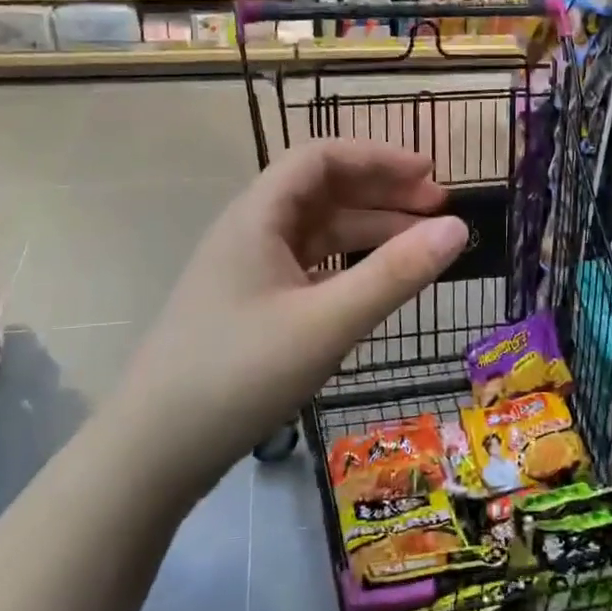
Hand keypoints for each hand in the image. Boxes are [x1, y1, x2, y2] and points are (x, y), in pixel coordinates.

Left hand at [122, 140, 468, 488]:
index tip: (430, 176)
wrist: (153, 452)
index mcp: (258, 216)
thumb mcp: (326, 323)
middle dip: (383, 194)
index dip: (379, 158)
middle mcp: (251, 232)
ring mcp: (248, 272)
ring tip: (422, 250)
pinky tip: (376, 287)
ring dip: (370, 232)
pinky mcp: (250, 307)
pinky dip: (348, 267)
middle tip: (439, 212)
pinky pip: (309, 268)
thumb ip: (395, 275)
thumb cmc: (238, 374)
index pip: (322, 158)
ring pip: (318, 234)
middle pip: (324, 192)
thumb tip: (459, 228)